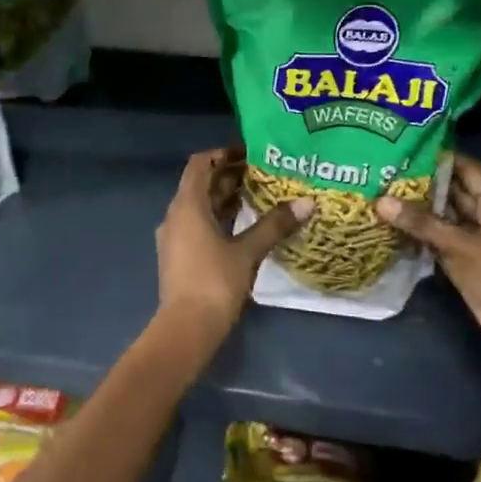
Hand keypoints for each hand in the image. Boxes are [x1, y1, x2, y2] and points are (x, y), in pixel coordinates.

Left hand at [154, 147, 310, 355]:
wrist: (186, 328)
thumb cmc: (214, 282)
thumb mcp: (248, 251)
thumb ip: (274, 225)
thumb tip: (306, 203)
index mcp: (186, 205)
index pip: (200, 164)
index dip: (223, 154)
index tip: (250, 153)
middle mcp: (175, 215)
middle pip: (200, 184)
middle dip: (229, 176)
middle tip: (263, 173)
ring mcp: (174, 237)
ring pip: (200, 206)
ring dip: (225, 198)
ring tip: (259, 195)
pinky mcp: (179, 255)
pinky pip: (198, 224)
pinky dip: (219, 218)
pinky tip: (244, 226)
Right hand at [376, 153, 480, 396]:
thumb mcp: (463, 245)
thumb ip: (422, 223)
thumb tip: (380, 200)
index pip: (467, 169)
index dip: (440, 157)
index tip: (405, 148)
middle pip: (454, 193)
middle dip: (422, 184)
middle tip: (383, 171)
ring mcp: (477, 244)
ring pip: (444, 220)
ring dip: (417, 212)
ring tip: (379, 195)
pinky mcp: (467, 267)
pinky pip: (440, 245)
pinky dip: (419, 238)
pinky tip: (390, 230)